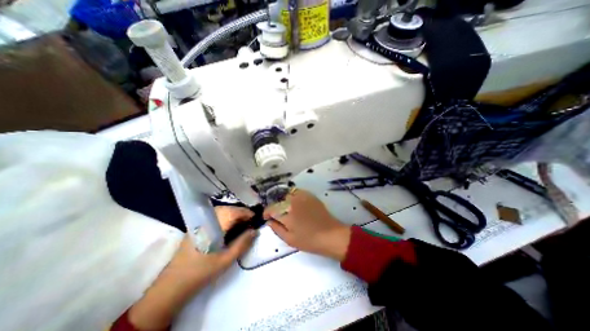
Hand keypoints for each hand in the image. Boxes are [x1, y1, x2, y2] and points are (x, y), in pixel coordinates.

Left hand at [165, 207, 257, 288]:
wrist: (173, 285)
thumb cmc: (202, 272)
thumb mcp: (226, 260)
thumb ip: (242, 243)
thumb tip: (255, 230)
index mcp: (213, 227)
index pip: (233, 212)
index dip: (246, 213)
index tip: (256, 217)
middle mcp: (206, 220)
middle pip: (227, 209)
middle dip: (241, 212)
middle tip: (250, 221)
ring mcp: (200, 222)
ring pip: (221, 210)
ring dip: (233, 213)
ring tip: (241, 222)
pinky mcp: (197, 226)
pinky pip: (215, 215)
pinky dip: (225, 216)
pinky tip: (229, 225)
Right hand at [263, 189, 349, 260]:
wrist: (330, 234)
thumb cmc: (309, 240)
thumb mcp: (290, 239)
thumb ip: (276, 229)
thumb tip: (269, 221)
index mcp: (286, 214)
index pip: (271, 209)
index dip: (267, 213)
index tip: (267, 218)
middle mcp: (293, 202)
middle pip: (278, 201)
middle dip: (276, 208)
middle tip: (278, 216)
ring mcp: (302, 196)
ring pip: (287, 195)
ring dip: (284, 201)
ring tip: (287, 209)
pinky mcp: (310, 195)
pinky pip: (297, 192)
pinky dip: (293, 196)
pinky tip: (296, 203)